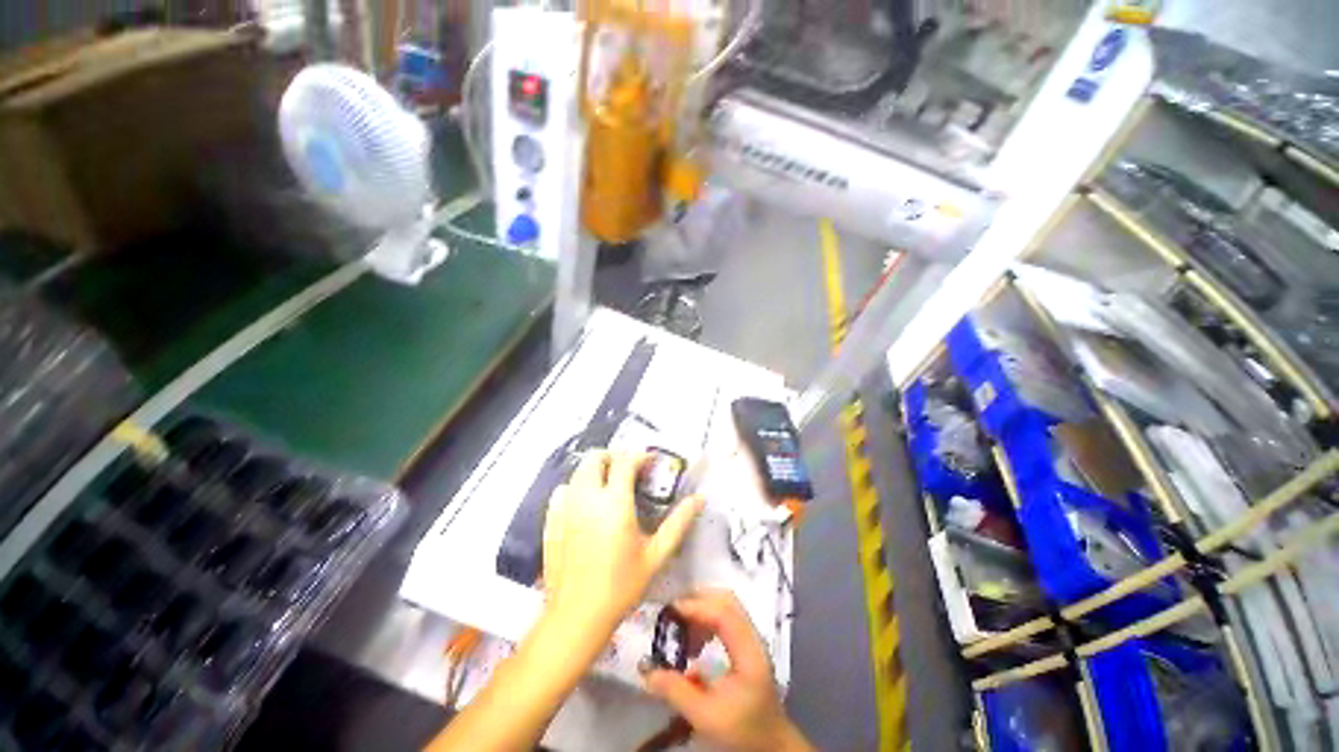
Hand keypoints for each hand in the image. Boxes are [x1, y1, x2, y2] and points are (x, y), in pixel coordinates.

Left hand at [542, 450, 704, 633]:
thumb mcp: (656, 554)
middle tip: (629, 470)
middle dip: (614, 456)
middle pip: (596, 458)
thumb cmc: (622, 586)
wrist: (577, 617)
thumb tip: (699, 498)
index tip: (651, 462)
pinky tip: (587, 504)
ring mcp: (565, 508)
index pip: (625, 462)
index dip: (640, 456)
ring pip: (578, 471)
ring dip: (596, 470)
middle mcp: (586, 498)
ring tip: (610, 484)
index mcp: (614, 503)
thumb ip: (678, 522)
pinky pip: (563, 490)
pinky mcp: (551, 520)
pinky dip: (576, 487)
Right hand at [644, 590, 811, 751]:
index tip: (670, 611)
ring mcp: (751, 639)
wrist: (770, 745)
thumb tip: (647, 671)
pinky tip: (694, 640)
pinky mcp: (746, 645)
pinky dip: (707, 619)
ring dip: (702, 609)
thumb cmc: (742, 731)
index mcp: (748, 651)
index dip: (696, 607)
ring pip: (726, 607)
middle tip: (672, 612)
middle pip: (726, 601)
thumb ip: (677, 692)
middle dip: (698, 600)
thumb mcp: (707, 717)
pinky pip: (726, 618)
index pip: (723, 613)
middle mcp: (752, 637)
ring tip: (680, 626)